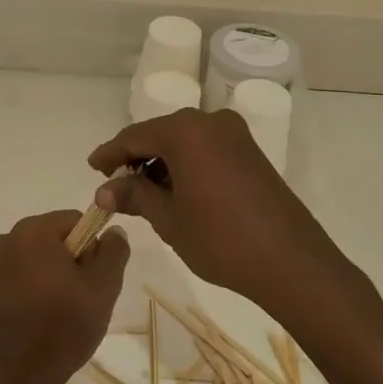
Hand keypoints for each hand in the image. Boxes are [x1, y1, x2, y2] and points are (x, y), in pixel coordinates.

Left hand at [0, 210, 128, 383]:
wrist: (17, 380)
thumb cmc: (63, 328)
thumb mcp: (103, 287)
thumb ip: (114, 251)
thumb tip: (113, 230)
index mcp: (32, 231)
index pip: (77, 221)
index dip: (92, 248)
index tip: (93, 280)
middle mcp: (7, 239)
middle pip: (57, 237)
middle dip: (74, 261)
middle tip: (81, 299)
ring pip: (41, 257)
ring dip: (56, 276)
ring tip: (64, 312)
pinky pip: (25, 274)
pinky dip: (38, 288)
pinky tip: (44, 318)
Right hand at [88, 109, 357, 325]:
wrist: (291, 261)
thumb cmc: (221, 240)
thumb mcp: (169, 219)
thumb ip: (135, 196)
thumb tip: (105, 190)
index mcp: (186, 132)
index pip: (134, 136)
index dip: (110, 154)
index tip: (92, 169)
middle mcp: (210, 122)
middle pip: (160, 133)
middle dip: (136, 158)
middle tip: (115, 185)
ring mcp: (235, 134)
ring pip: (184, 141)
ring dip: (161, 162)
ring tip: (143, 193)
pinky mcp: (250, 151)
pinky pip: (205, 148)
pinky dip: (185, 164)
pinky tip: (175, 190)